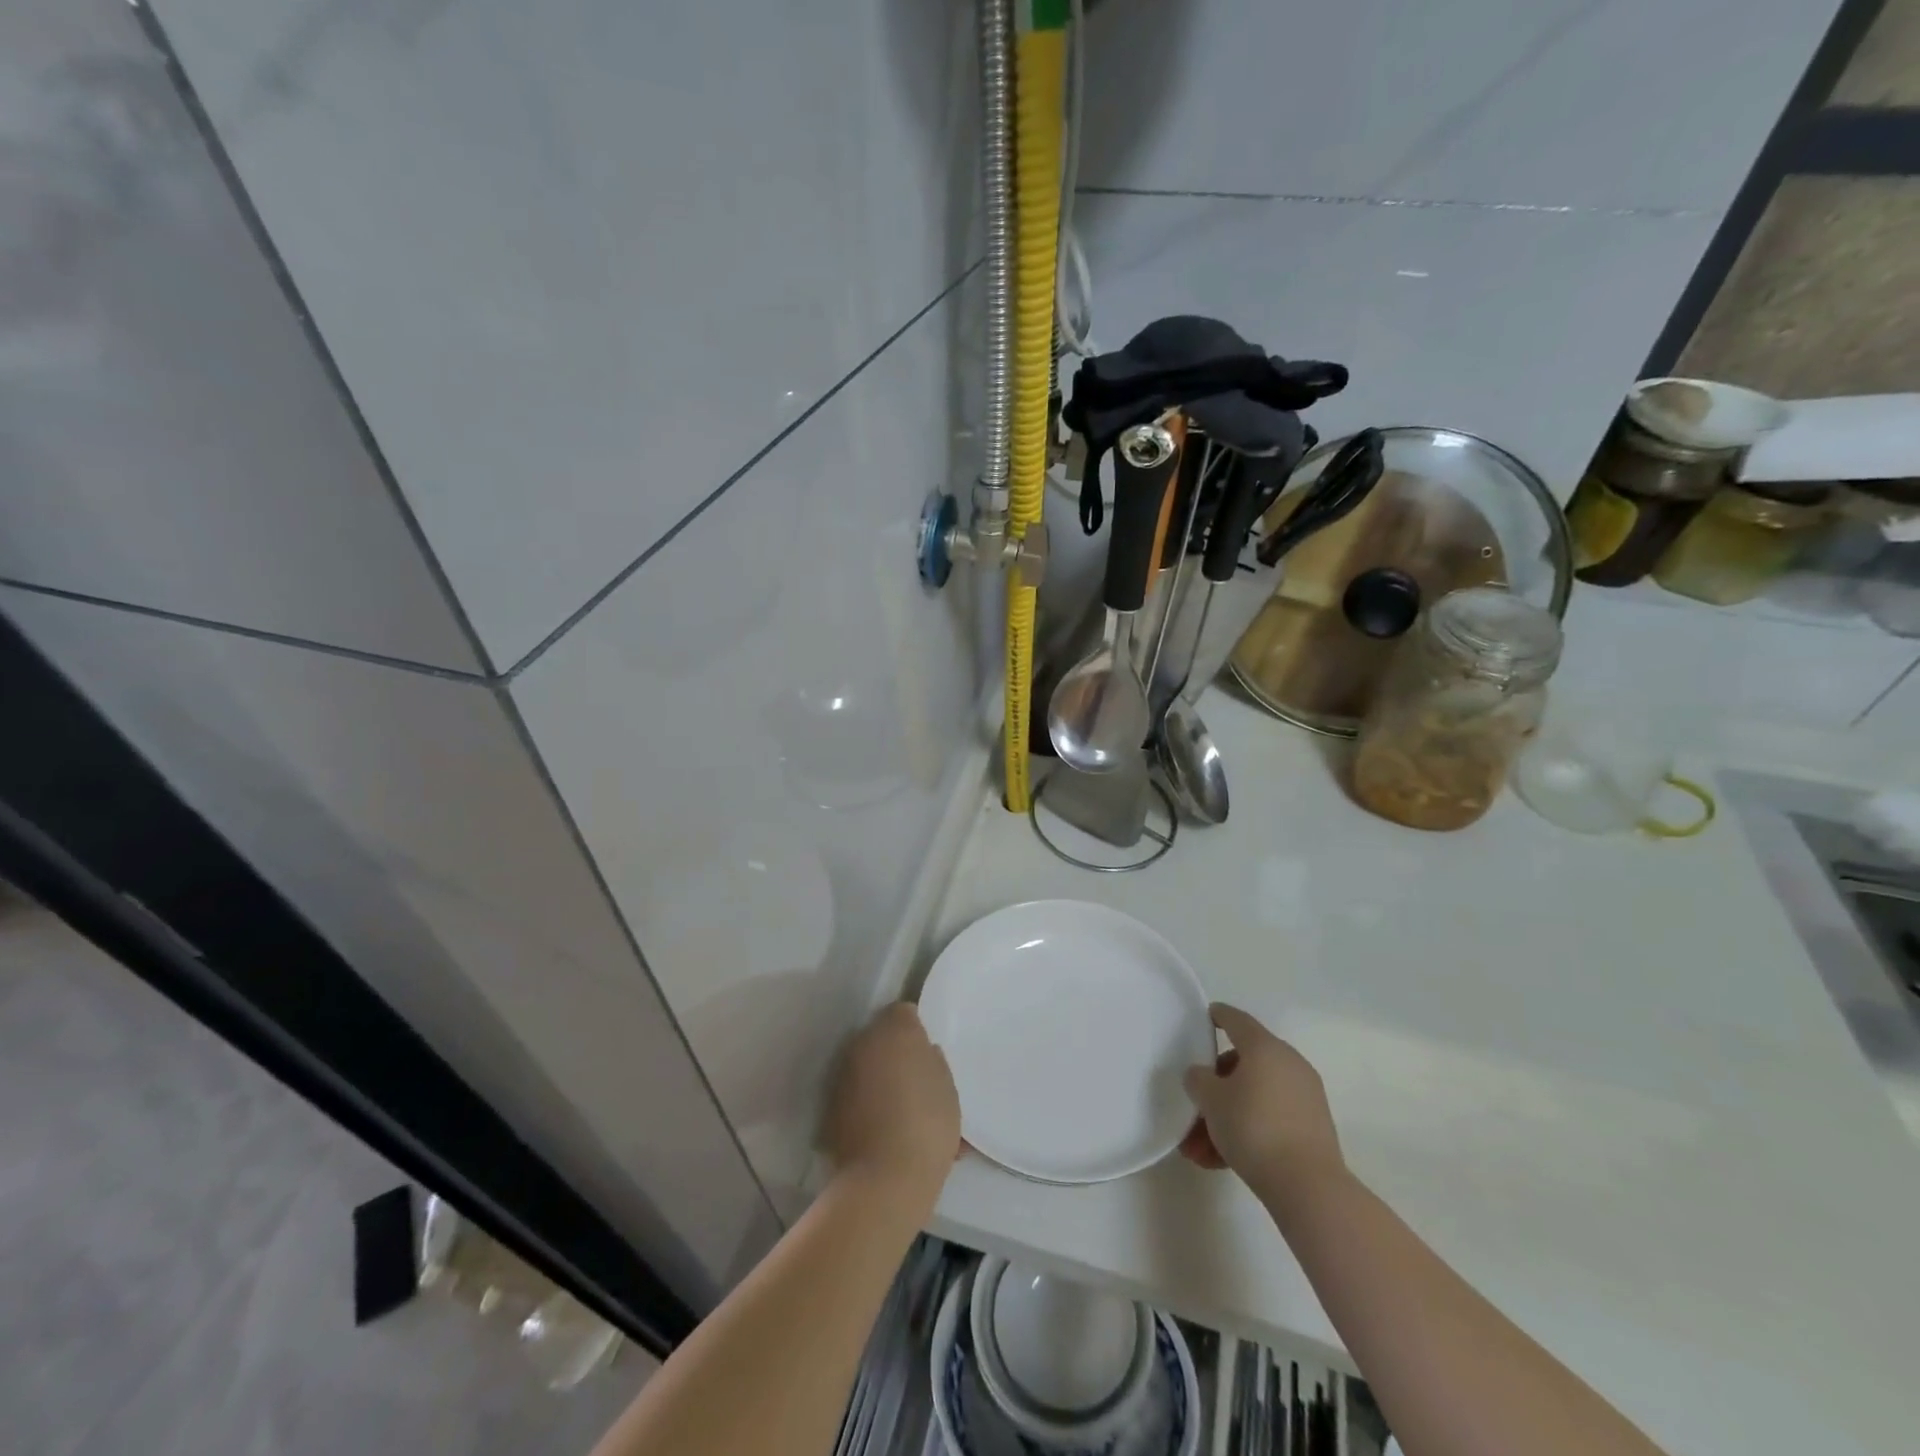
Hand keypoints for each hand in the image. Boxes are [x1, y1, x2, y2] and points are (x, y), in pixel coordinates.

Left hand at [821, 1003, 960, 1203]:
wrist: (884, 1180)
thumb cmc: (927, 1125)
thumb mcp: (948, 1089)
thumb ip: (933, 1063)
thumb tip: (922, 1054)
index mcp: (896, 1031)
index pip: (905, 1012)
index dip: (916, 1030)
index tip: (926, 1052)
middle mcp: (863, 1043)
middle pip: (882, 1038)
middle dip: (896, 1053)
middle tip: (917, 1081)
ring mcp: (842, 1074)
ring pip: (866, 1067)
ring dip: (880, 1079)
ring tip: (901, 1111)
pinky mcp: (829, 1105)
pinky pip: (855, 1095)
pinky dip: (866, 1104)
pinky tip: (883, 1130)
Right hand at [1180, 1004, 1343, 1196]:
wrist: (1308, 1187)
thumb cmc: (1253, 1128)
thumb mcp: (1211, 1100)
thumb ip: (1198, 1079)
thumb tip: (1202, 1076)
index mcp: (1265, 1048)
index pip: (1236, 1020)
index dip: (1218, 1015)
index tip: (1205, 1016)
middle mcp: (1288, 1064)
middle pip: (1242, 1065)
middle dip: (1214, 1089)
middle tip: (1193, 1109)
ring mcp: (1304, 1097)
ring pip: (1253, 1098)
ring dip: (1224, 1119)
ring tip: (1199, 1152)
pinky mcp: (1312, 1128)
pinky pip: (1269, 1119)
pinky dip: (1246, 1132)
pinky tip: (1220, 1161)